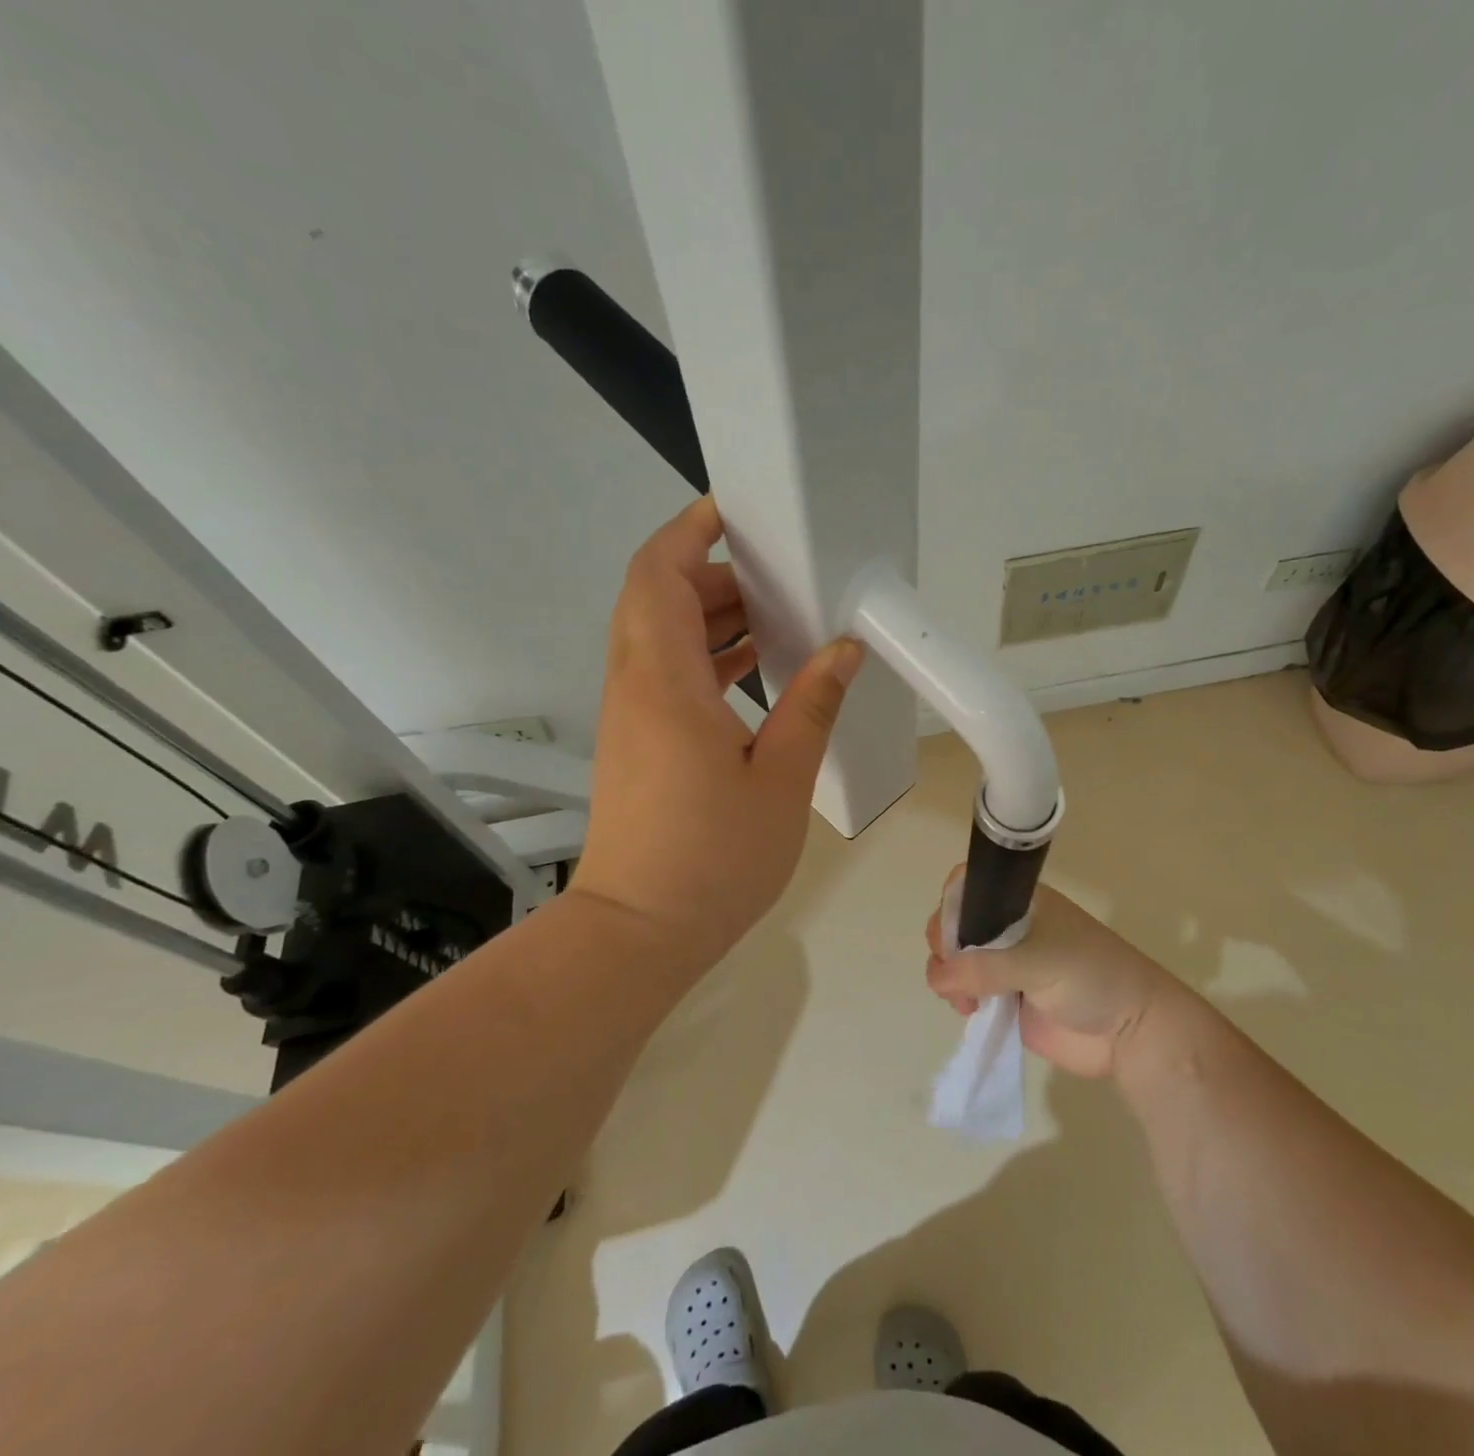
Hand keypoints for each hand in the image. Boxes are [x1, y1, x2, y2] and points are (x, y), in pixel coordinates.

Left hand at [571, 497, 862, 971]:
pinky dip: (704, 656)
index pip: (658, 574)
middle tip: (777, 578)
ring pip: (659, 636)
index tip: (735, 513)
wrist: (639, 932)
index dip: (689, 531)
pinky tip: (755, 669)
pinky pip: (664, 673)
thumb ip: (811, 704)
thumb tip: (843, 649)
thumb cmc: (713, 858)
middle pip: (656, 597)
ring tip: (776, 617)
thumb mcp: (781, 778)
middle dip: (712, 574)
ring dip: (709, 616)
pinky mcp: (637, 742)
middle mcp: (635, 686)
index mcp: (664, 681)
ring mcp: (630, 716)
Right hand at [924, 868, 1183, 1079]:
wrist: (1131, 1032)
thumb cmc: (1091, 977)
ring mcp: (1005, 964)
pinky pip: (967, 991)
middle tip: (955, 970)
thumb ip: (984, 967)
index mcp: (1020, 903)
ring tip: (966, 1001)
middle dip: (945, 945)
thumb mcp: (1038, 961)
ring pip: (956, 960)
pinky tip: (969, 1010)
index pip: (969, 886)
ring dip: (949, 977)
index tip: (951, 935)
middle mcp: (1008, 928)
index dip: (952, 905)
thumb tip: (938, 976)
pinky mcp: (1005, 999)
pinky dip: (958, 998)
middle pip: (956, 924)